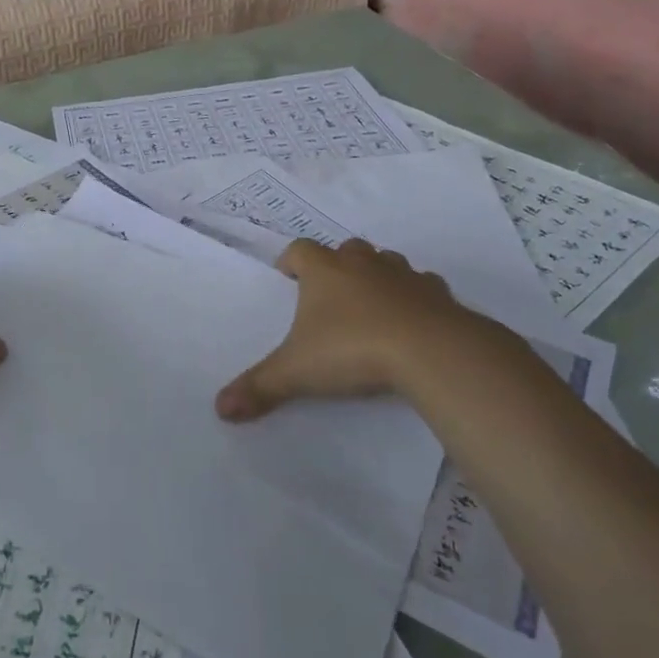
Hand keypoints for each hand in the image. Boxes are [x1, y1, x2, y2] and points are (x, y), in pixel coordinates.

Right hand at [215, 238, 511, 421]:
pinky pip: (423, 287)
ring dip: (377, 277)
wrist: (432, 351)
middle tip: (330, 294)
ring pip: (386, 263)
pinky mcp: (438, 294)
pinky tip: (413, 322)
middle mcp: (362, 263)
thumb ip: (260, 387)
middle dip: (337, 265)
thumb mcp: (297, 372)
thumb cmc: (353, 349)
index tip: (287, 276)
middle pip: (345, 250)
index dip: (290, 260)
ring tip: (371, 306)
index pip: (300, 250)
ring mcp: (403, 275)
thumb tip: (220, 407)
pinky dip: (415, 298)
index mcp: (324, 270)